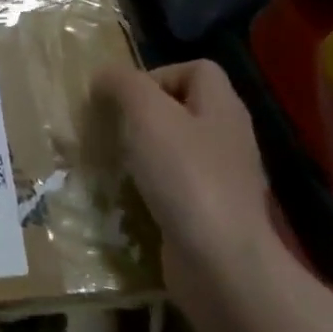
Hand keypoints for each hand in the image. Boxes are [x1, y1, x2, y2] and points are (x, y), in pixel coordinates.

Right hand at [95, 61, 276, 276]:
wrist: (220, 263)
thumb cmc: (185, 175)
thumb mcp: (146, 113)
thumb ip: (123, 85)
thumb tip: (105, 77)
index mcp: (222, 107)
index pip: (196, 69)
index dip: (158, 74)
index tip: (125, 98)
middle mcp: (227, 138)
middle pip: (183, 109)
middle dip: (142, 115)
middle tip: (112, 128)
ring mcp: (222, 180)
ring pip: (176, 149)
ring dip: (142, 153)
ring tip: (114, 161)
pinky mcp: (210, 215)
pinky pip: (175, 187)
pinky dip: (150, 188)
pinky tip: (129, 197)